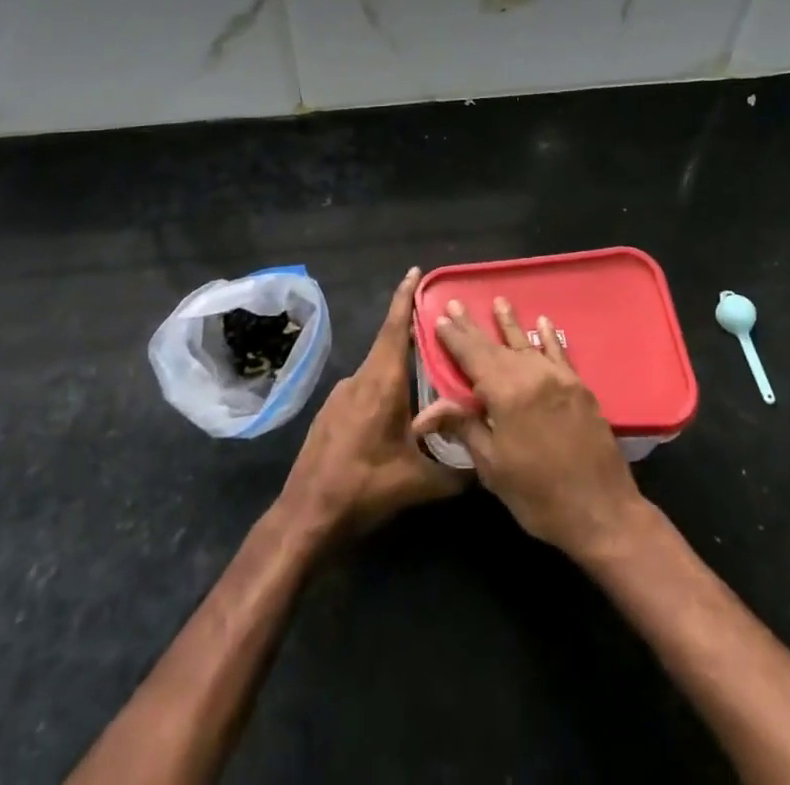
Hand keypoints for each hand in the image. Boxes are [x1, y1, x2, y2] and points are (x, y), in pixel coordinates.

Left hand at [279, 267, 464, 540]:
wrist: (304, 517)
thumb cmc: (363, 488)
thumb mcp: (418, 484)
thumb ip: (457, 471)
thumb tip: (485, 465)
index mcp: (382, 383)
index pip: (395, 328)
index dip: (405, 298)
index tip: (414, 272)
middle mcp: (360, 380)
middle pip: (389, 346)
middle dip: (413, 334)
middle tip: (443, 331)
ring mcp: (340, 396)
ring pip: (378, 372)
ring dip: (400, 370)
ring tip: (428, 381)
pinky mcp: (331, 414)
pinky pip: (365, 390)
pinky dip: (385, 391)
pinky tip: (397, 417)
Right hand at [412, 296, 648, 559]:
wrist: (601, 511)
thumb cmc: (538, 495)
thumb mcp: (492, 467)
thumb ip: (464, 429)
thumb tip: (424, 414)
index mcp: (506, 393)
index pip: (473, 357)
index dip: (455, 339)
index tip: (440, 318)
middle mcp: (532, 375)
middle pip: (496, 346)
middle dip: (474, 327)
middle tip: (457, 303)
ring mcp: (559, 378)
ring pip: (527, 344)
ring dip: (510, 324)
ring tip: (499, 301)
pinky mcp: (579, 387)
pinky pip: (559, 354)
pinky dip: (549, 338)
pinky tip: (543, 323)